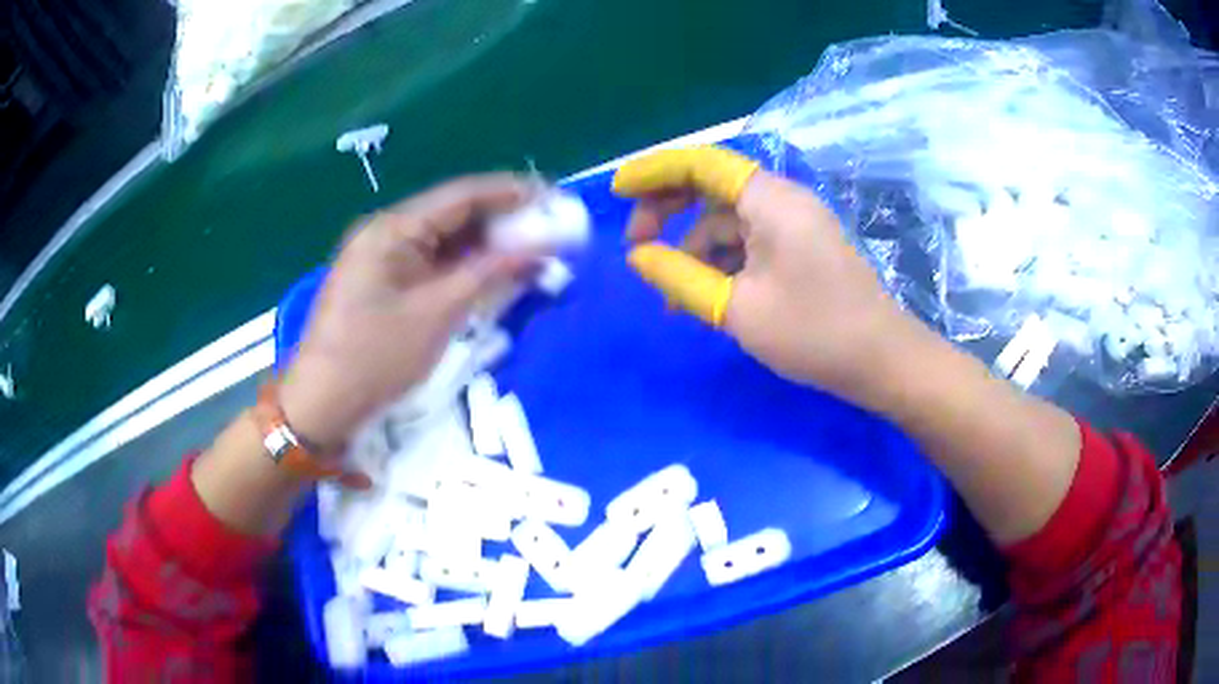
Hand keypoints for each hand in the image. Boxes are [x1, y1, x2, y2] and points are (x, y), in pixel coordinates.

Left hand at [279, 175, 537, 452]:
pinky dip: (463, 270)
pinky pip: (431, 266)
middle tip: (550, 232)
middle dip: (502, 222)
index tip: (554, 197)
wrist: (322, 406)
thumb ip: (490, 274)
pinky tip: (493, 277)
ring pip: (444, 242)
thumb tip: (542, 249)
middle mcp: (385, 233)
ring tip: (532, 253)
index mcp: (392, 229)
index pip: (462, 196)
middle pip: (454, 215)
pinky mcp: (383, 285)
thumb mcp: (438, 314)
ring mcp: (382, 260)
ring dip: (485, 248)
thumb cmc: (375, 358)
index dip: (511, 193)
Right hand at [614, 146, 915, 402]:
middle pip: (712, 186)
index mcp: (769, 200)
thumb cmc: (813, 332)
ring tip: (668, 291)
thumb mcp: (737, 308)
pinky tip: (703, 293)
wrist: (881, 360)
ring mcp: (793, 224)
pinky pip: (747, 241)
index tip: (618, 192)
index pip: (701, 164)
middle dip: (668, 210)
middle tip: (636, 247)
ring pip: (727, 220)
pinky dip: (719, 260)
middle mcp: (781, 200)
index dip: (654, 172)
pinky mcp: (799, 248)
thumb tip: (638, 258)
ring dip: (693, 246)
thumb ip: (681, 277)